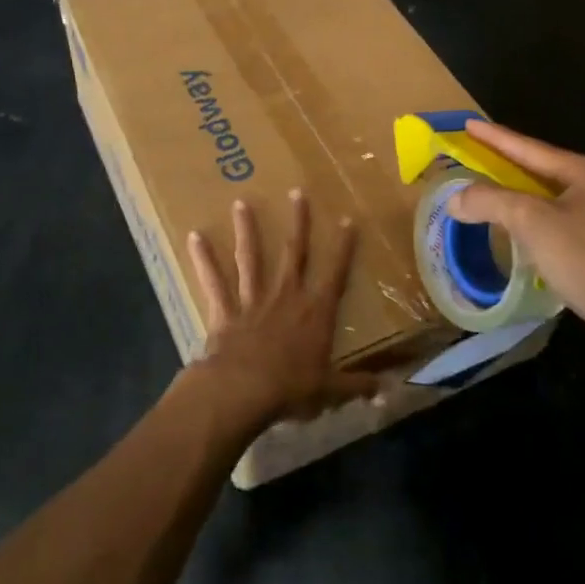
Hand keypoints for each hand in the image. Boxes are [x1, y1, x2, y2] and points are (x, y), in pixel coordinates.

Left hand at [186, 191, 377, 427]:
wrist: (244, 391)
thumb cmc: (291, 389)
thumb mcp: (331, 390)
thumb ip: (358, 386)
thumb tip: (389, 391)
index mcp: (315, 312)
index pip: (335, 273)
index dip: (343, 247)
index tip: (347, 220)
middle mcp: (286, 296)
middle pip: (293, 252)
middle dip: (298, 222)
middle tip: (297, 192)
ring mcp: (253, 300)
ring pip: (250, 258)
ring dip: (247, 230)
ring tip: (240, 203)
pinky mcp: (225, 310)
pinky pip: (214, 281)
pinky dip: (204, 260)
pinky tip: (195, 237)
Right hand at [446, 119, 584, 355]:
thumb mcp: (531, 222)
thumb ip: (490, 201)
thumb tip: (455, 199)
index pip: (533, 149)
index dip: (496, 138)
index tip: (469, 124)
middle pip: (547, 172)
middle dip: (512, 166)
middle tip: (480, 157)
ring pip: (558, 200)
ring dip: (526, 198)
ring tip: (498, 193)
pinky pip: (568, 225)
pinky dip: (542, 223)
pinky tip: (528, 234)